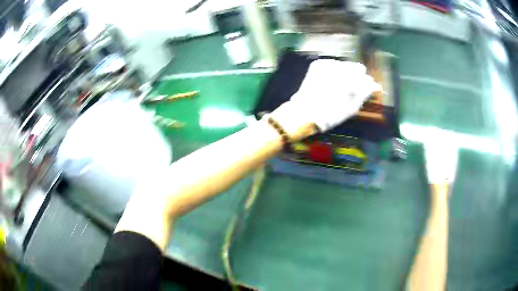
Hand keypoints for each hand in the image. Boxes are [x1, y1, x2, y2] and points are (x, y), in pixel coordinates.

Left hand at [273, 59, 380, 135]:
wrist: (304, 111)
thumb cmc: (331, 114)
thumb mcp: (352, 108)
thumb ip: (365, 93)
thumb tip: (375, 85)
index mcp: (351, 81)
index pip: (367, 78)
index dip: (366, 86)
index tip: (362, 92)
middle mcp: (341, 68)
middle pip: (358, 68)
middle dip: (357, 77)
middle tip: (350, 90)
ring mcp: (328, 64)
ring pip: (346, 65)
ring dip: (346, 73)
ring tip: (338, 86)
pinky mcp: (319, 63)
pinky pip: (333, 64)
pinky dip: (335, 71)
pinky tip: (330, 81)